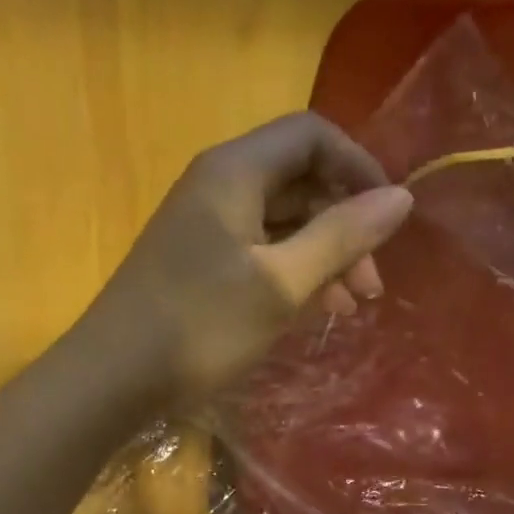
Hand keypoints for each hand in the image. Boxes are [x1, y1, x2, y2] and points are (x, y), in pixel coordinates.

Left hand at [80, 112, 413, 402]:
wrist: (113, 377)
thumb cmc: (200, 325)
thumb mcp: (280, 283)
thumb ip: (340, 236)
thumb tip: (401, 196)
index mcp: (235, 171)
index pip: (312, 136)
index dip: (358, 167)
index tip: (390, 217)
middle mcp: (218, 186)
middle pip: (299, 182)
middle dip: (344, 226)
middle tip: (371, 286)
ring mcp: (205, 227)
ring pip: (281, 224)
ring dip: (322, 257)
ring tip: (350, 307)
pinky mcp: (198, 265)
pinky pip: (258, 254)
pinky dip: (291, 275)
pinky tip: (312, 311)